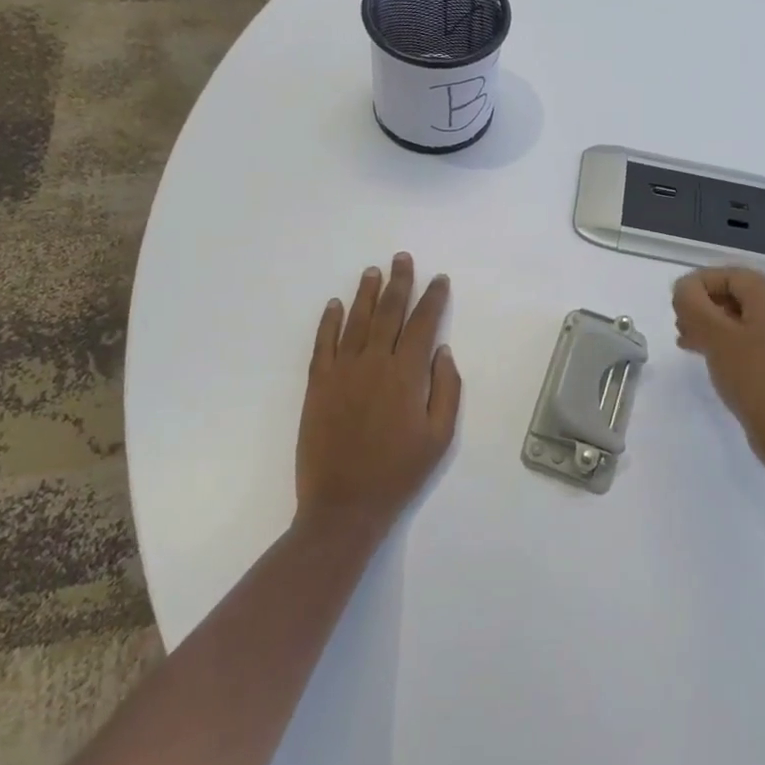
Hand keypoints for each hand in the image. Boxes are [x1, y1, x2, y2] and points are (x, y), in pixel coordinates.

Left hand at [296, 254, 461, 534]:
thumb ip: (446, 389)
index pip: (423, 324)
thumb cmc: (398, 472)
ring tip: (373, 271)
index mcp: (406, 374)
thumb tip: (442, 350)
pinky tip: (334, 305)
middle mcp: (374, 363)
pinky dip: (328, 321)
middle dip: (399, 282)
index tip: (439, 279)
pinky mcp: (318, 385)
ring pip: (356, 321)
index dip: (432, 298)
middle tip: (402, 258)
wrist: (343, 506)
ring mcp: (342, 371)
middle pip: (389, 312)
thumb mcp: (439, 437)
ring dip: (366, 293)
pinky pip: (323, 344)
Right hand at [673, 267, 764, 473]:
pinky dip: (725, 339)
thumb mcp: (715, 335)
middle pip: (735, 293)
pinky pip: (749, 336)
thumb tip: (684, 288)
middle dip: (703, 304)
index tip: (675, 304)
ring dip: (710, 322)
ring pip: (740, 316)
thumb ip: (693, 303)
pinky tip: (705, 354)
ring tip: (685, 339)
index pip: (727, 274)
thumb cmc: (752, 376)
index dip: (697, 284)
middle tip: (679, 323)